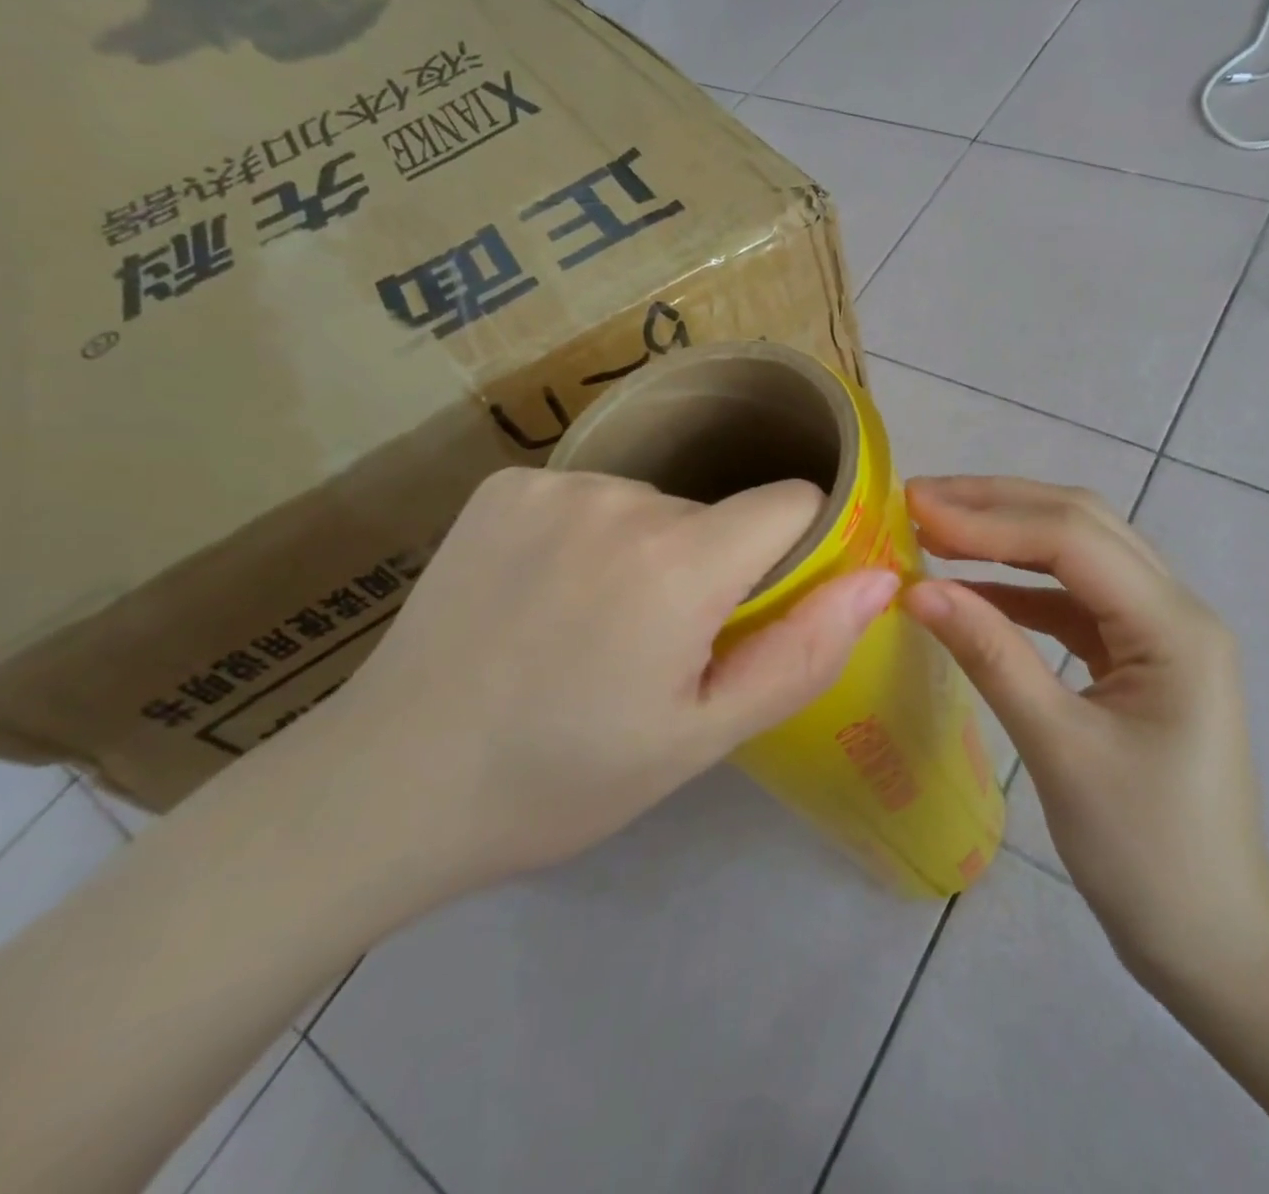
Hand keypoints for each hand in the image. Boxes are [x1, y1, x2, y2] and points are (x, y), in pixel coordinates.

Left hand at [310, 468, 897, 898]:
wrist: (389, 785)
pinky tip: (546, 597)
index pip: (792, 500)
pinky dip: (592, 537)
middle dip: (715, 568)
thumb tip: (879, 579)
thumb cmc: (563, 778)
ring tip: (597, 628)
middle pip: (718, 512)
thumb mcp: (702, 737)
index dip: (797, 549)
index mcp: (678, 562)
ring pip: (655, 505)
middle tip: (662, 648)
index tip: (766, 604)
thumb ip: (802, 652)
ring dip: (652, 553)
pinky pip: (591, 498)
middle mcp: (620, 498)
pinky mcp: (503, 485)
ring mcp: (553, 484)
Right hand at [901, 476, 1268, 991]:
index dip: (989, 518)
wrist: (1211, 937)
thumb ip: (991, 657)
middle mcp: (1176, 610)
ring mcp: (1160, 632)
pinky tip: (972, 589)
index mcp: (1175, 627)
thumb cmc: (1144, 854)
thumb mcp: (1059, 750)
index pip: (1073, 539)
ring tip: (936, 528)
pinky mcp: (1138, 658)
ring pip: (1079, 555)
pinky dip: (1021, 586)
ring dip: (1009, 536)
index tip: (914, 509)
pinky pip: (1075, 601)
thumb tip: (916, 590)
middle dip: (998, 505)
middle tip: (918, 499)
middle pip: (1082, 526)